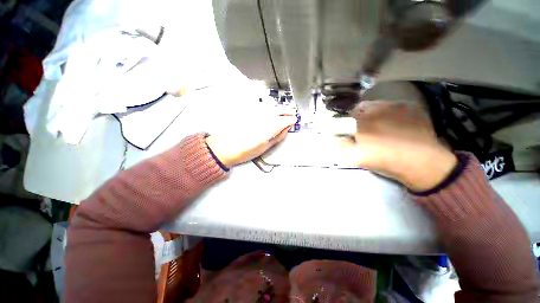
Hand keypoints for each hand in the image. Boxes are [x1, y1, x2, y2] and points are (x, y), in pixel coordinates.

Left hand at [206, 106, 296, 167]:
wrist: (223, 148)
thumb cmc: (243, 152)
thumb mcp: (264, 148)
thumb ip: (277, 137)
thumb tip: (286, 129)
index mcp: (267, 130)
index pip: (284, 120)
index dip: (291, 119)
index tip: (294, 121)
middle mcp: (260, 118)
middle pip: (278, 109)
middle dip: (287, 110)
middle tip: (292, 112)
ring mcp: (252, 113)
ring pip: (270, 106)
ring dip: (279, 107)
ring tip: (284, 109)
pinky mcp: (245, 111)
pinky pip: (261, 106)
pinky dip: (268, 106)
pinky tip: (270, 109)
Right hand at [339, 101, 457, 190]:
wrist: (422, 163)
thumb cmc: (384, 160)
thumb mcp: (355, 157)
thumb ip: (341, 144)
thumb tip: (337, 137)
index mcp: (361, 119)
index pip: (346, 114)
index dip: (346, 122)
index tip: (350, 131)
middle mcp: (377, 107)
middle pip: (362, 107)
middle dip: (360, 117)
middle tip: (365, 130)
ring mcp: (396, 105)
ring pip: (378, 105)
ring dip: (375, 114)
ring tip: (382, 128)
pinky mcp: (411, 107)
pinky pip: (394, 106)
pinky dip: (391, 114)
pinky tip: (397, 126)